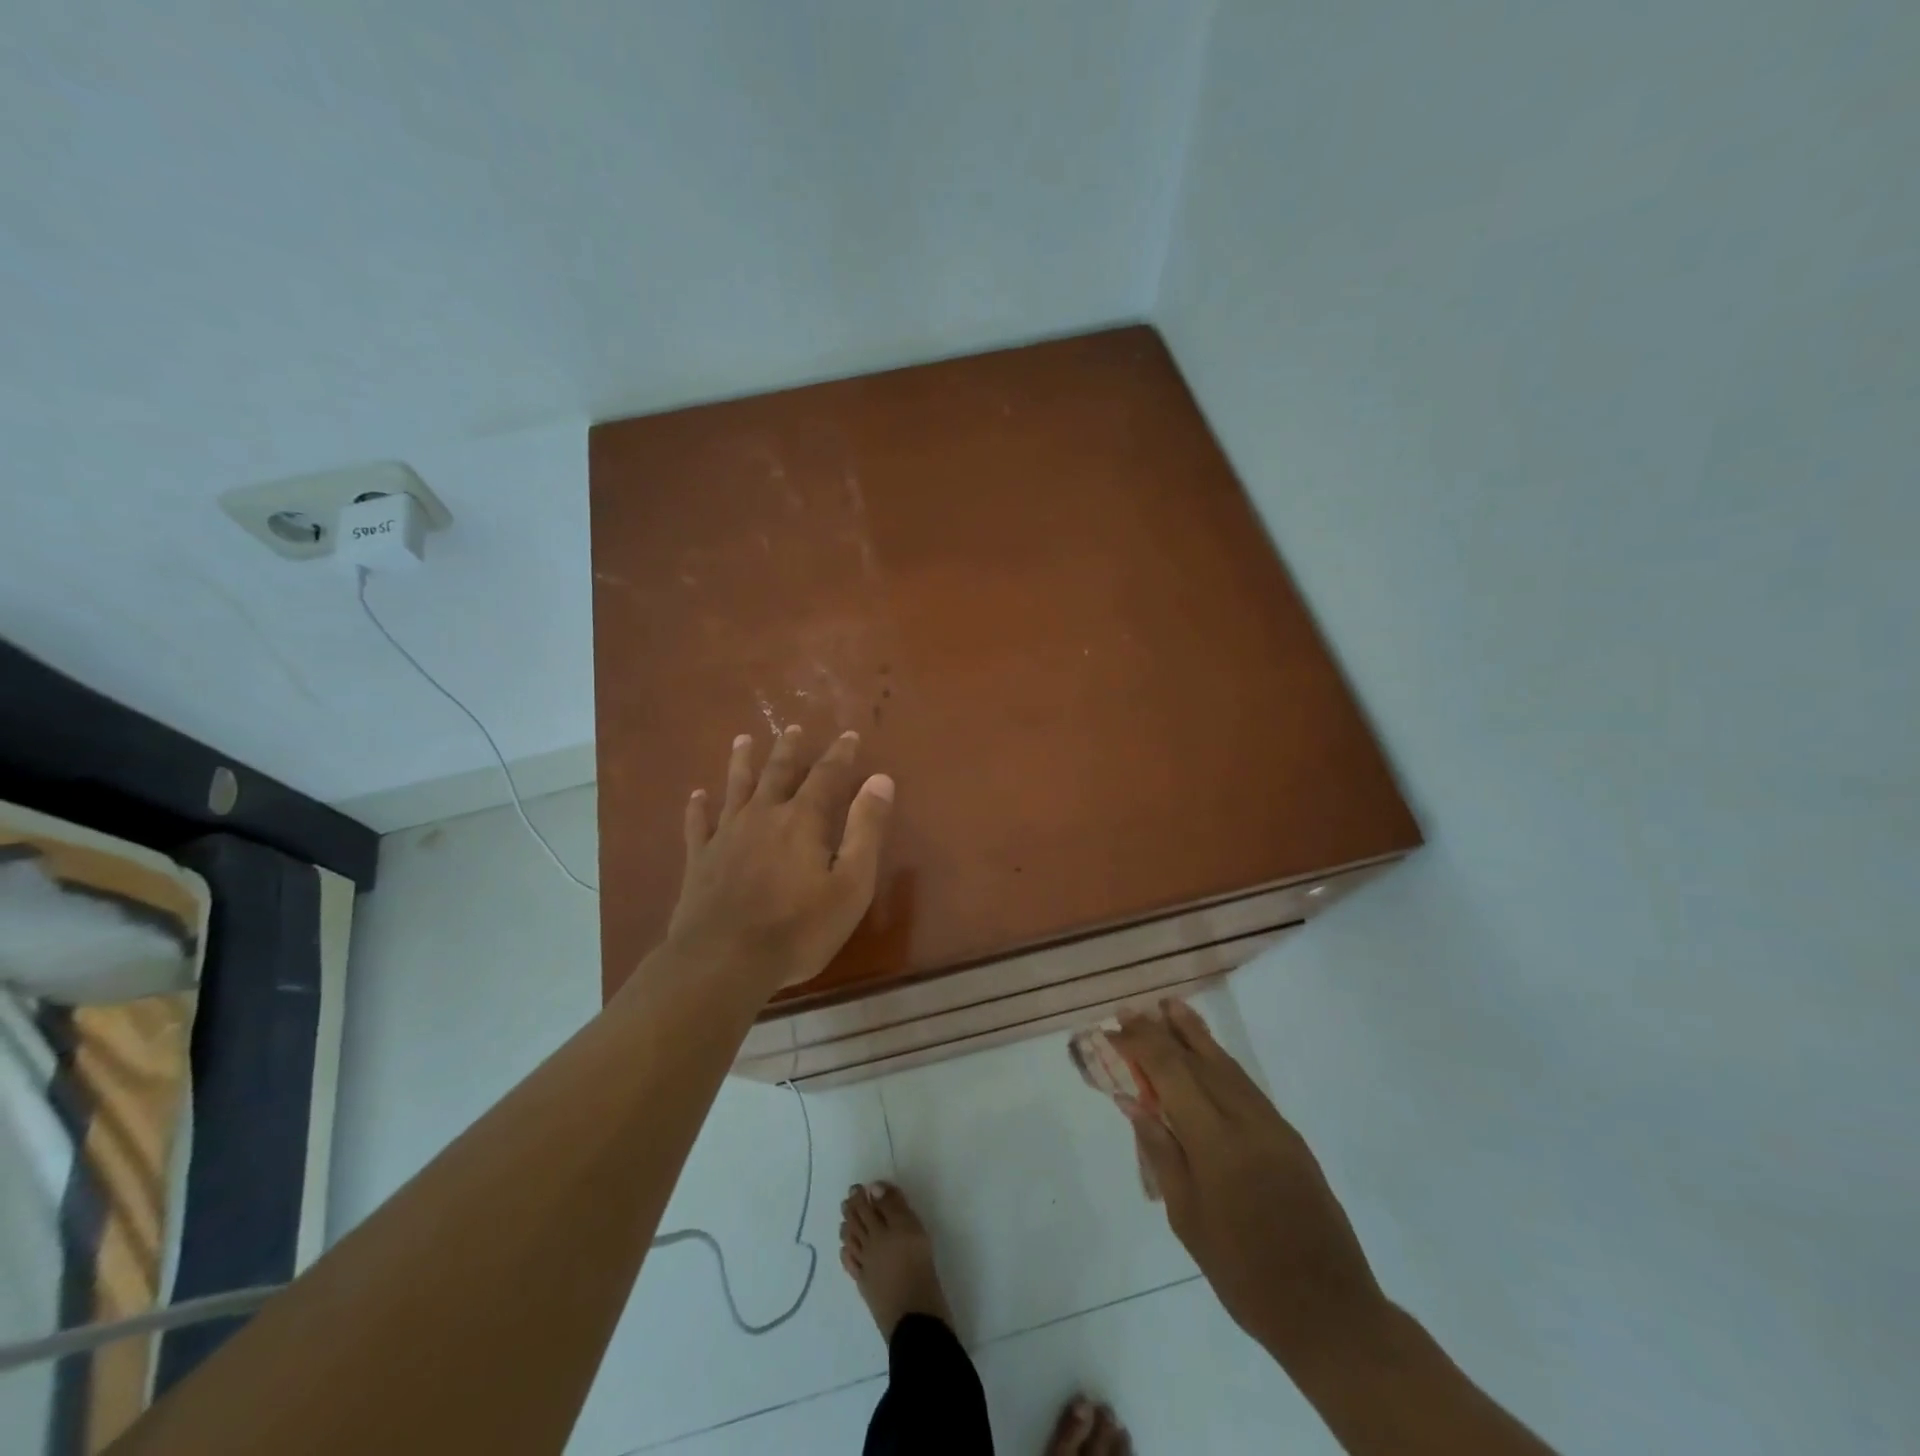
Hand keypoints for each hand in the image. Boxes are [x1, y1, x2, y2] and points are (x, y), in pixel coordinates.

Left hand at [666, 726, 893, 991]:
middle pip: (777, 773)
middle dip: (788, 749)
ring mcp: (726, 835)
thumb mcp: (851, 883)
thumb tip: (880, 779)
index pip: (826, 776)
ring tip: (743, 740)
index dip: (840, 754)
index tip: (849, 735)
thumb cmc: (798, 928)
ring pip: (735, 787)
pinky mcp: (700, 859)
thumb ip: (866, 829)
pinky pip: (698, 823)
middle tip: (793, 728)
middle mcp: (763, 816)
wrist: (723, 960)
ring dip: (741, 762)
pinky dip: (698, 807)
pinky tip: (697, 795)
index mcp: (803, 820)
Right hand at [1111, 1001, 1383, 1361]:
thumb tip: (1134, 1103)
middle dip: (1161, 1031)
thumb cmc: (1244, 1274)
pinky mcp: (1289, 1136)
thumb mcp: (1187, 1220)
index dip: (1140, 1045)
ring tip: (1169, 1006)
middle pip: (1198, 1060)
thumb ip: (1160, 1153)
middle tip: (1131, 1010)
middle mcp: (1246, 1120)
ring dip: (1194, 1033)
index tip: (1114, 1029)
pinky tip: (1206, 1054)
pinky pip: (1245, 1084)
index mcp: (1215, 1143)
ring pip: (1226, 1064)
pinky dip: (1219, 1060)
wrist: (1329, 1312)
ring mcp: (1273, 1125)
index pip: (1171, 1072)